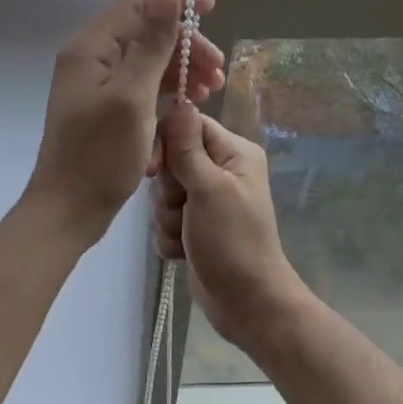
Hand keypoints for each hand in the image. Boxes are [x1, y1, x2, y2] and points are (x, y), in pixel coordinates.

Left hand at [23, 0, 223, 245]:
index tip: (211, 10)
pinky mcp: (106, 107)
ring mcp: (97, 84)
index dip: (175, 3)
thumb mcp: (133, 97)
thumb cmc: (100, 156)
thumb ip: (151, 45)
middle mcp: (91, 58)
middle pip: (145, 33)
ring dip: (181, 70)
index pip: (136, 4)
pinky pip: (141, 86)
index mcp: (90, 48)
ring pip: (147, 61)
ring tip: (211, 90)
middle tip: (218, 70)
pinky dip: (167, 91)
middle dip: (185, 45)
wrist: (69, 209)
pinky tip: (189, 105)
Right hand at [148, 102, 307, 347]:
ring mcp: (208, 201)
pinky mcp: (195, 227)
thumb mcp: (209, 188)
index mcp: (234, 153)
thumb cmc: (232, 241)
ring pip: (164, 193)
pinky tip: (185, 251)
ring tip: (187, 235)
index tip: (156, 169)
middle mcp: (222, 171)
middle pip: (172, 160)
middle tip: (183, 208)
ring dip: (167, 217)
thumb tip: (177, 100)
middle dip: (168, 189)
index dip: (166, 143)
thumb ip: (187, 147)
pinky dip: (170, 236)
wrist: (246, 303)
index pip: (188, 125)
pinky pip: (165, 220)